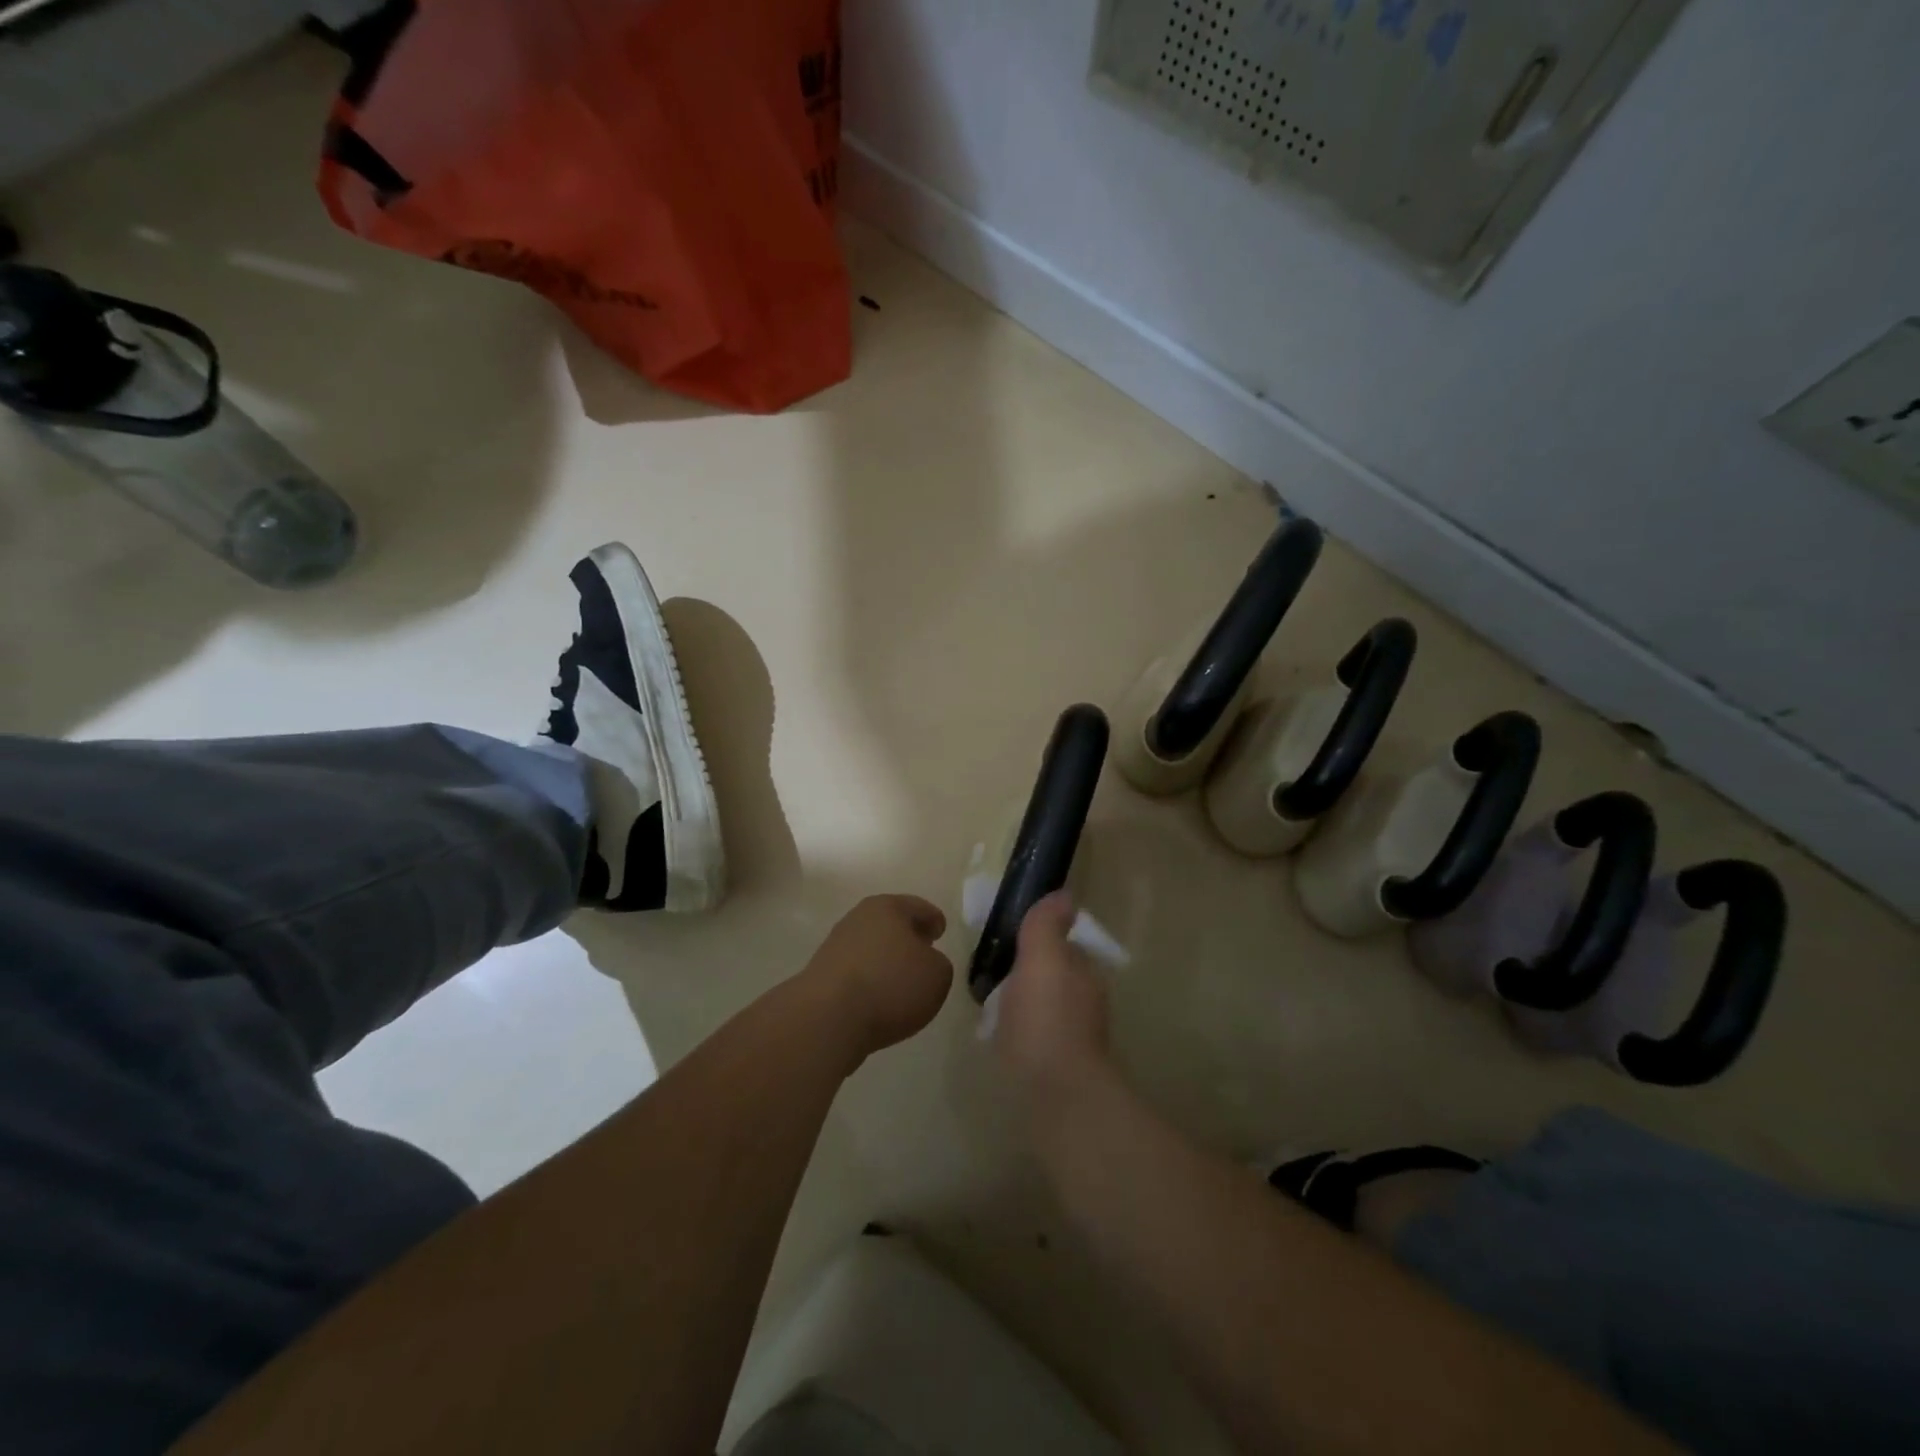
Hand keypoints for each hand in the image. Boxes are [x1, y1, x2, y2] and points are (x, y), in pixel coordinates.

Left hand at [802, 895, 953, 1062]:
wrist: (828, 1017)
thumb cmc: (891, 984)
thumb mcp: (938, 975)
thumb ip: (938, 964)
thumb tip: (923, 964)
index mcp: (888, 907)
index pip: (918, 907)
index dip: (933, 919)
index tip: (940, 932)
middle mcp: (859, 918)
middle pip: (890, 923)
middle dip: (907, 937)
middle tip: (923, 953)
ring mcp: (836, 946)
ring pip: (871, 947)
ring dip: (886, 959)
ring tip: (901, 981)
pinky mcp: (821, 974)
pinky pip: (856, 972)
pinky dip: (869, 980)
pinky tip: (877, 999)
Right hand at [991, 891, 1111, 1103]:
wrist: (1057, 1098)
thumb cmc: (1046, 1020)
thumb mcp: (1042, 960)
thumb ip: (1047, 926)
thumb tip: (1063, 894)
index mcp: (1084, 974)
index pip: (1064, 947)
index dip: (1038, 942)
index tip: (1009, 943)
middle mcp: (1086, 1003)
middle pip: (1054, 977)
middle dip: (1029, 974)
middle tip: (992, 974)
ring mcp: (1075, 1038)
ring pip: (1045, 1008)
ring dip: (1023, 1004)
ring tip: (991, 1008)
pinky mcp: (1059, 1069)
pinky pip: (1036, 1038)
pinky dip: (1020, 1033)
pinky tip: (1000, 1039)